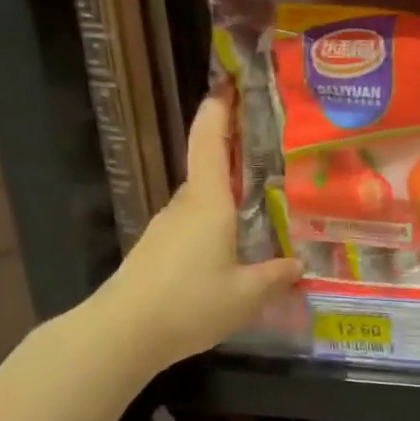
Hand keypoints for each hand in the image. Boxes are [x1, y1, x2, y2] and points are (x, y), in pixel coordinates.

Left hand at [93, 94, 300, 370]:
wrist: (121, 334)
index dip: (218, 111)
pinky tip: (231, 253)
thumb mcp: (247, 294)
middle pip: (209, 171)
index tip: (229, 86)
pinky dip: (214, 227)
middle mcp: (184, 207)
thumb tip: (298, 263)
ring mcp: (165, 229)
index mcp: (208, 203)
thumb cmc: (190, 303)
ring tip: (260, 211)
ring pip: (202, 203)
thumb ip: (276, 275)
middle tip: (272, 159)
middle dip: (235, 159)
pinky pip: (193, 227)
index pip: (209, 142)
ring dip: (227, 200)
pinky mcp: (156, 251)